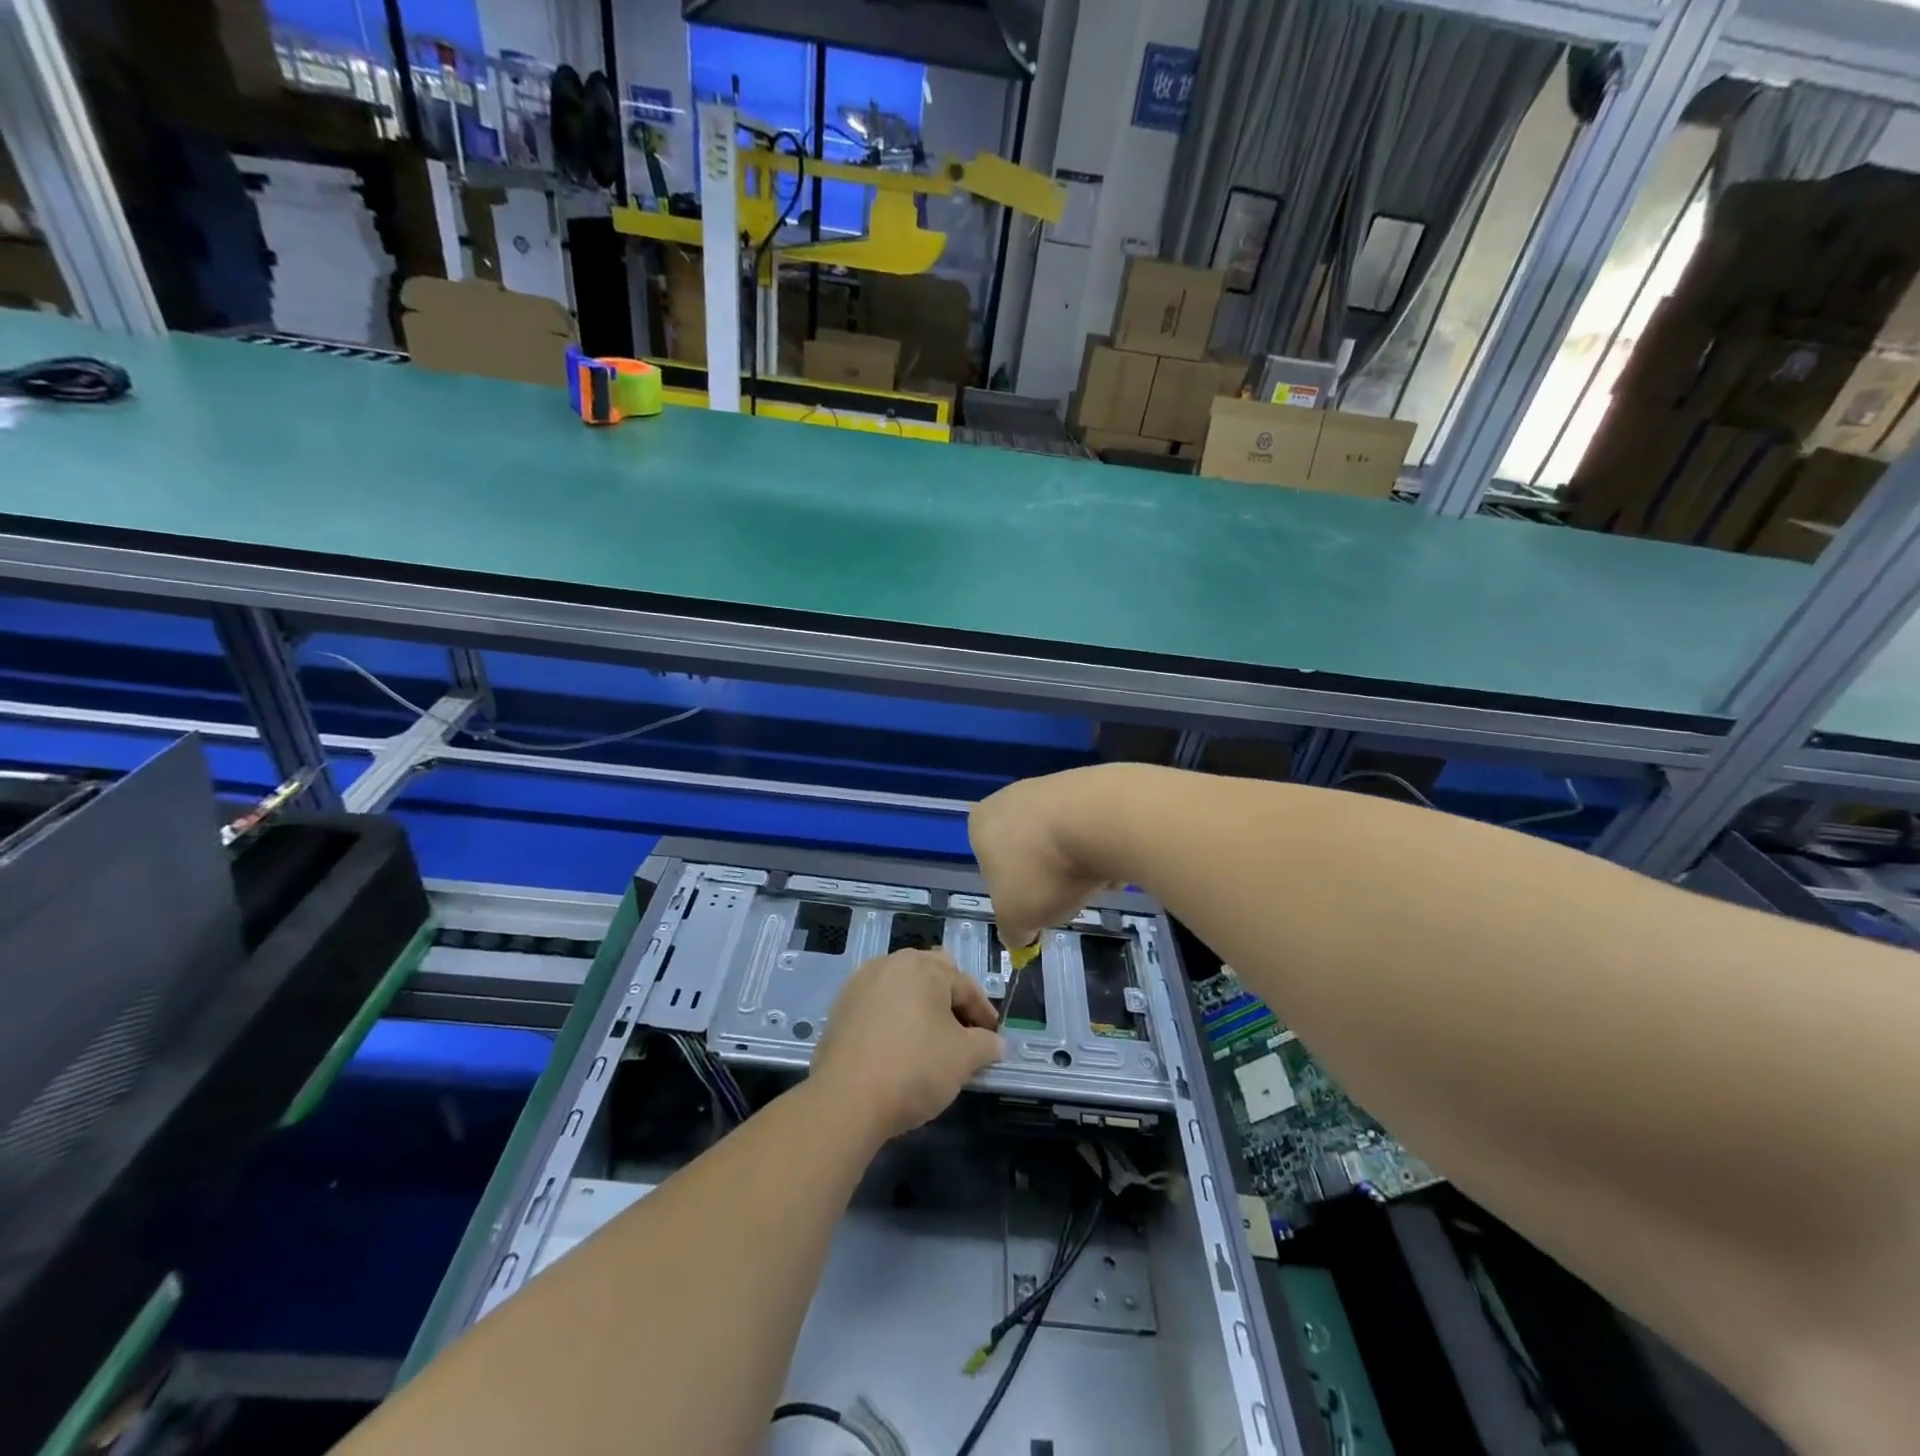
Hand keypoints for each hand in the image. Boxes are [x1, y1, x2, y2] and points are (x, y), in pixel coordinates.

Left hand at [810, 949, 1003, 1142]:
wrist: (846, 1100)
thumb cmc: (914, 1068)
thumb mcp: (963, 1058)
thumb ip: (986, 1045)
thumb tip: (996, 1043)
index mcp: (923, 966)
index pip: (965, 986)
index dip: (984, 1013)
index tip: (994, 1038)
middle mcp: (890, 963)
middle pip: (932, 977)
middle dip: (951, 1002)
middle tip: (964, 1032)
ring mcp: (860, 984)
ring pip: (903, 989)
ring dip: (921, 1009)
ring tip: (932, 1041)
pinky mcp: (840, 1008)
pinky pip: (878, 1006)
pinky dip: (895, 1020)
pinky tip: (900, 1048)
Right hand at [969, 768, 1118, 948]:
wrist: (1101, 821)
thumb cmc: (1042, 870)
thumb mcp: (1016, 918)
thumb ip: (1012, 932)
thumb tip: (1019, 938)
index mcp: (981, 824)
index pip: (990, 866)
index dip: (1013, 892)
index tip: (1034, 907)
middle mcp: (1010, 797)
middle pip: (1029, 852)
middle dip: (1048, 877)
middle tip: (1064, 896)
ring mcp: (1051, 786)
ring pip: (1062, 841)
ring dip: (1077, 866)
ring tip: (1094, 881)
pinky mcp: (1089, 783)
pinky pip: (1091, 828)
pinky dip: (1101, 848)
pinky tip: (1113, 860)